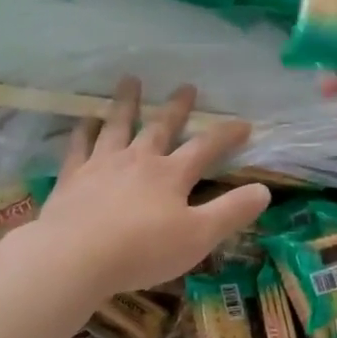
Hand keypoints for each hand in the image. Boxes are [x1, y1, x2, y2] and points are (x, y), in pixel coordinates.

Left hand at [36, 78, 270, 295]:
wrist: (77, 256)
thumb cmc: (143, 250)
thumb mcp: (199, 236)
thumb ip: (231, 212)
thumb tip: (264, 189)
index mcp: (171, 175)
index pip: (205, 147)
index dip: (226, 135)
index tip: (244, 124)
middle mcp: (138, 160)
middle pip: (160, 127)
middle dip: (177, 108)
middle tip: (186, 86)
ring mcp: (102, 165)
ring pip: (117, 126)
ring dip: (126, 103)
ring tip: (131, 81)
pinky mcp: (72, 177)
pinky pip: (79, 146)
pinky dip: (84, 131)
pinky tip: (86, 120)